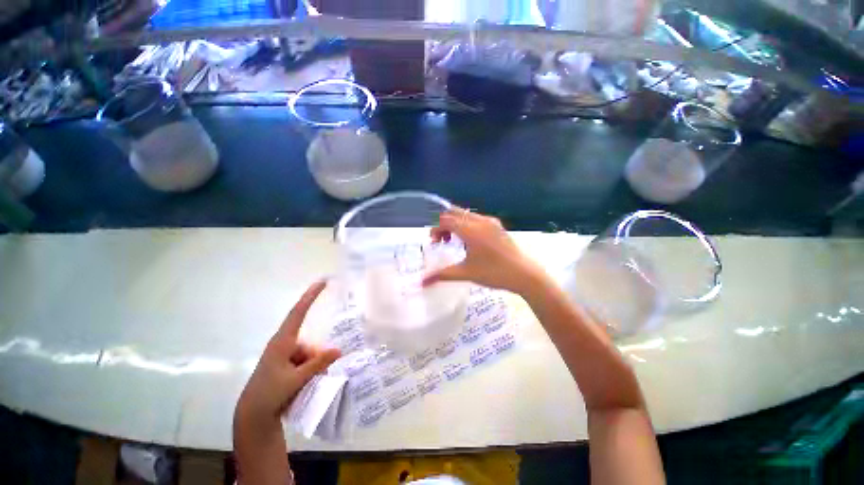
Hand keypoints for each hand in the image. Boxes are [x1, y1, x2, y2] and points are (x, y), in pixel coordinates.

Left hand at [235, 281, 340, 426]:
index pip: (298, 313)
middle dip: (317, 357)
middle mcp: (283, 345)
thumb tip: (338, 350)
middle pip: (309, 343)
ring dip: (313, 367)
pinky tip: (306, 384)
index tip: (322, 282)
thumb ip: (318, 363)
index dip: (310, 296)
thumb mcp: (297, 379)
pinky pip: (303, 362)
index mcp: (282, 342)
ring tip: (309, 384)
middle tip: (320, 373)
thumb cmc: (270, 393)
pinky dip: (308, 371)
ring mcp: (283, 356)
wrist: (253, 417)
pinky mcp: (284, 366)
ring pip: (308, 354)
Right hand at [422, 207, 546, 293]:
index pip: (446, 220)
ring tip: (455, 241)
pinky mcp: (497, 225)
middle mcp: (479, 220)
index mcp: (470, 230)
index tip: (435, 242)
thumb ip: (442, 275)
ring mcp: (490, 221)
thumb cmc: (493, 273)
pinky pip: (475, 218)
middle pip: (454, 212)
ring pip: (465, 214)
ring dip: (455, 223)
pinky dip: (466, 224)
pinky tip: (469, 241)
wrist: (524, 274)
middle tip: (443, 240)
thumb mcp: (465, 273)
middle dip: (444, 224)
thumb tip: (422, 282)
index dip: (436, 229)